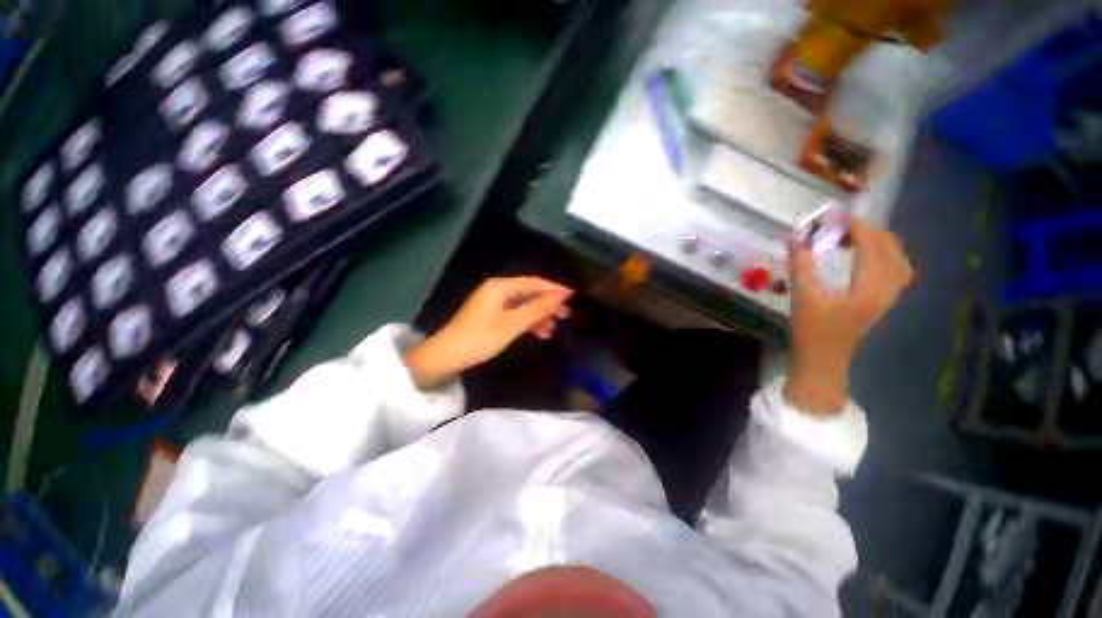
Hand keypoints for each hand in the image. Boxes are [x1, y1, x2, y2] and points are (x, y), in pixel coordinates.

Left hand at [404, 277, 573, 388]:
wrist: (447, 356)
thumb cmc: (480, 339)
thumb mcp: (512, 325)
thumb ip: (537, 309)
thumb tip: (560, 297)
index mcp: (501, 287)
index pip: (534, 282)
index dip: (554, 289)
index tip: (573, 296)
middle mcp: (497, 289)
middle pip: (529, 292)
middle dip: (548, 303)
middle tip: (567, 315)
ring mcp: (494, 302)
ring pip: (523, 304)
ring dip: (539, 315)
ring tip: (554, 328)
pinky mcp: (491, 314)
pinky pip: (515, 313)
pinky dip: (527, 322)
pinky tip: (539, 333)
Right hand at [785, 219, 912, 414]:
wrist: (823, 360)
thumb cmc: (812, 331)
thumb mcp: (803, 296)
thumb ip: (801, 265)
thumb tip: (796, 236)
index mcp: (871, 285)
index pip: (873, 244)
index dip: (855, 226)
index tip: (832, 216)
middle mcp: (888, 287)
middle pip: (890, 247)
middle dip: (867, 231)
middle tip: (837, 227)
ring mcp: (889, 295)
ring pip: (897, 258)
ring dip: (878, 242)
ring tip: (852, 238)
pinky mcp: (883, 301)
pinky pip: (895, 269)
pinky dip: (883, 256)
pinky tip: (864, 257)